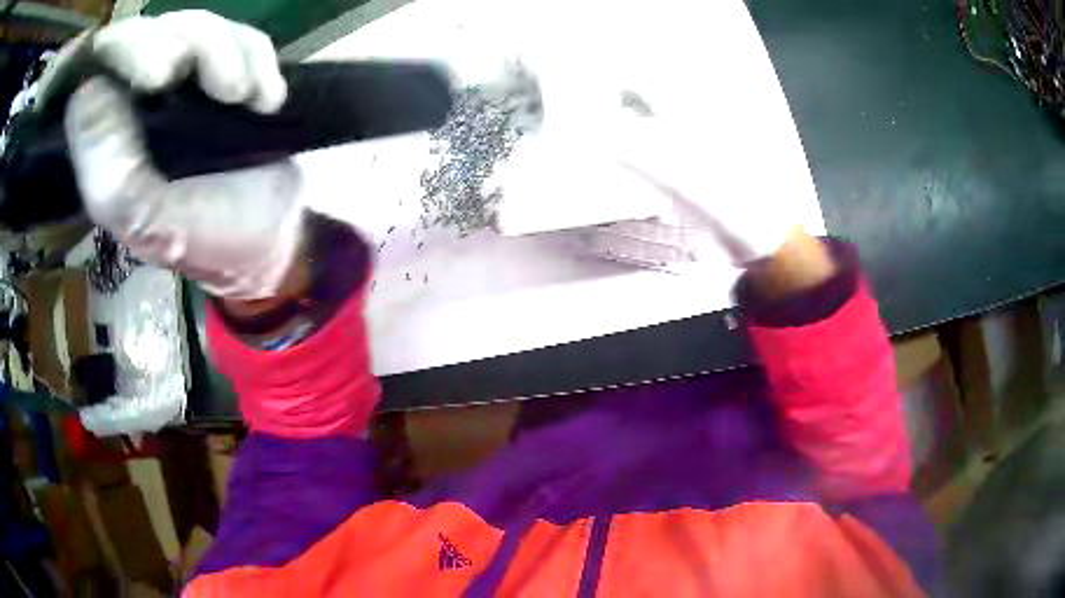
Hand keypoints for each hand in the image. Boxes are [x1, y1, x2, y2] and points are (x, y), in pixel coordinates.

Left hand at [63, 11, 302, 298]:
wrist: (274, 231)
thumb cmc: (207, 236)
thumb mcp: (151, 222)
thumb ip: (111, 173)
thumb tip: (85, 93)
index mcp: (107, 135)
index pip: (98, 66)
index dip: (124, 50)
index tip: (162, 76)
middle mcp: (135, 98)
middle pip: (152, 32)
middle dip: (190, 48)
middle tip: (223, 88)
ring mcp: (182, 77)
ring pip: (196, 27)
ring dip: (229, 55)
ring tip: (245, 99)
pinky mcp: (225, 66)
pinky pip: (239, 35)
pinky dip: (257, 58)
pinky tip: (265, 100)